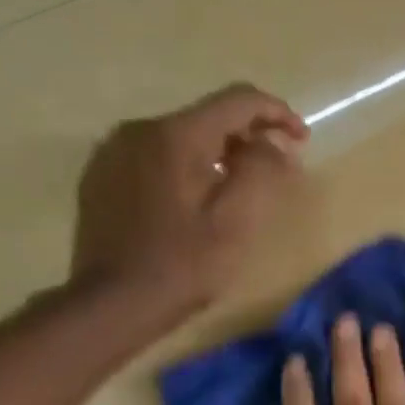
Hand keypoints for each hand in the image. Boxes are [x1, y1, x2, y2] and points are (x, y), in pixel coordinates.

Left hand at [71, 84, 307, 316]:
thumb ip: (262, 170)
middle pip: (208, 116)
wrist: (112, 303)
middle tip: (277, 168)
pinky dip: (186, 165)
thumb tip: (273, 146)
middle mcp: (140, 130)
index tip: (302, 139)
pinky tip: (197, 198)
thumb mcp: (238, 218)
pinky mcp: (102, 176)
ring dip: (217, 152)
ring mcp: (114, 152)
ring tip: (240, 185)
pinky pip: (155, 155)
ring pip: (181, 136)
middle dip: (248, 135)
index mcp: (176, 135)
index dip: (277, 113)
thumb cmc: (185, 263)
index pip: (237, 100)